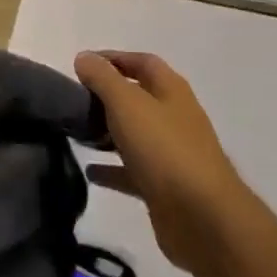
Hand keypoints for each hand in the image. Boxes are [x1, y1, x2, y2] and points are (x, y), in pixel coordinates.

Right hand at [76, 50, 241, 271]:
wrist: (202, 218)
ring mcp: (171, 154)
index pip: (143, 62)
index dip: (114, 58)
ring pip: (134, 134)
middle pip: (138, 98)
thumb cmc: (164, 149)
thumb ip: (103, 78)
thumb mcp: (127, 104)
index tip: (82, 64)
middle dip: (107, 95)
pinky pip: (132, 170)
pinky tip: (89, 171)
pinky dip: (111, 168)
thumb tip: (84, 57)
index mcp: (172, 91)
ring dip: (107, 131)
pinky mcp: (164, 187)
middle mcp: (174, 118)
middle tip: (74, 100)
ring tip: (76, 132)